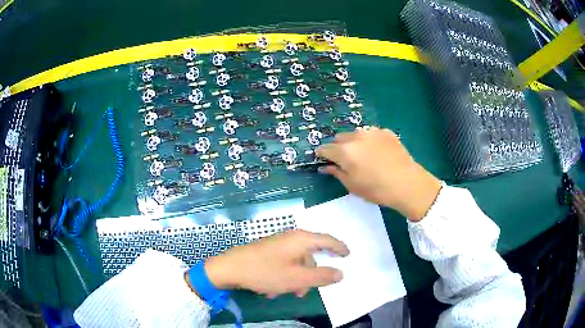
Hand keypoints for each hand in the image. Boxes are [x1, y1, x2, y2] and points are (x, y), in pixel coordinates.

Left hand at [200, 230, 348, 297]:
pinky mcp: (267, 251)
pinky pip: (282, 264)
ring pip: (295, 263)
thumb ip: (322, 276)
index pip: (327, 240)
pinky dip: (282, 276)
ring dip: (294, 279)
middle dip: (310, 275)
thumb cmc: (266, 272)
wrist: (229, 268)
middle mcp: (290, 238)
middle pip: (310, 255)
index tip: (348, 254)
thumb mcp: (297, 278)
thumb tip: (341, 273)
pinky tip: (270, 289)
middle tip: (305, 290)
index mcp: (301, 240)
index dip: (339, 247)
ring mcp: (277, 244)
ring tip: (282, 292)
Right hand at [316, 127, 440, 219]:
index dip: (322, 154)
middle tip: (345, 161)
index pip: (325, 148)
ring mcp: (372, 132)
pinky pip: (371, 134)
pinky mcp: (386, 132)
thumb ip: (336, 173)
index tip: (322, 159)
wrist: (407, 183)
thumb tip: (324, 167)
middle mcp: (356, 136)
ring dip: (354, 142)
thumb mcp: (353, 185)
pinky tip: (378, 153)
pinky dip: (369, 141)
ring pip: (355, 134)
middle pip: (339, 138)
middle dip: (338, 147)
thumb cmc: (377, 189)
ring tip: (364, 156)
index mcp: (345, 151)